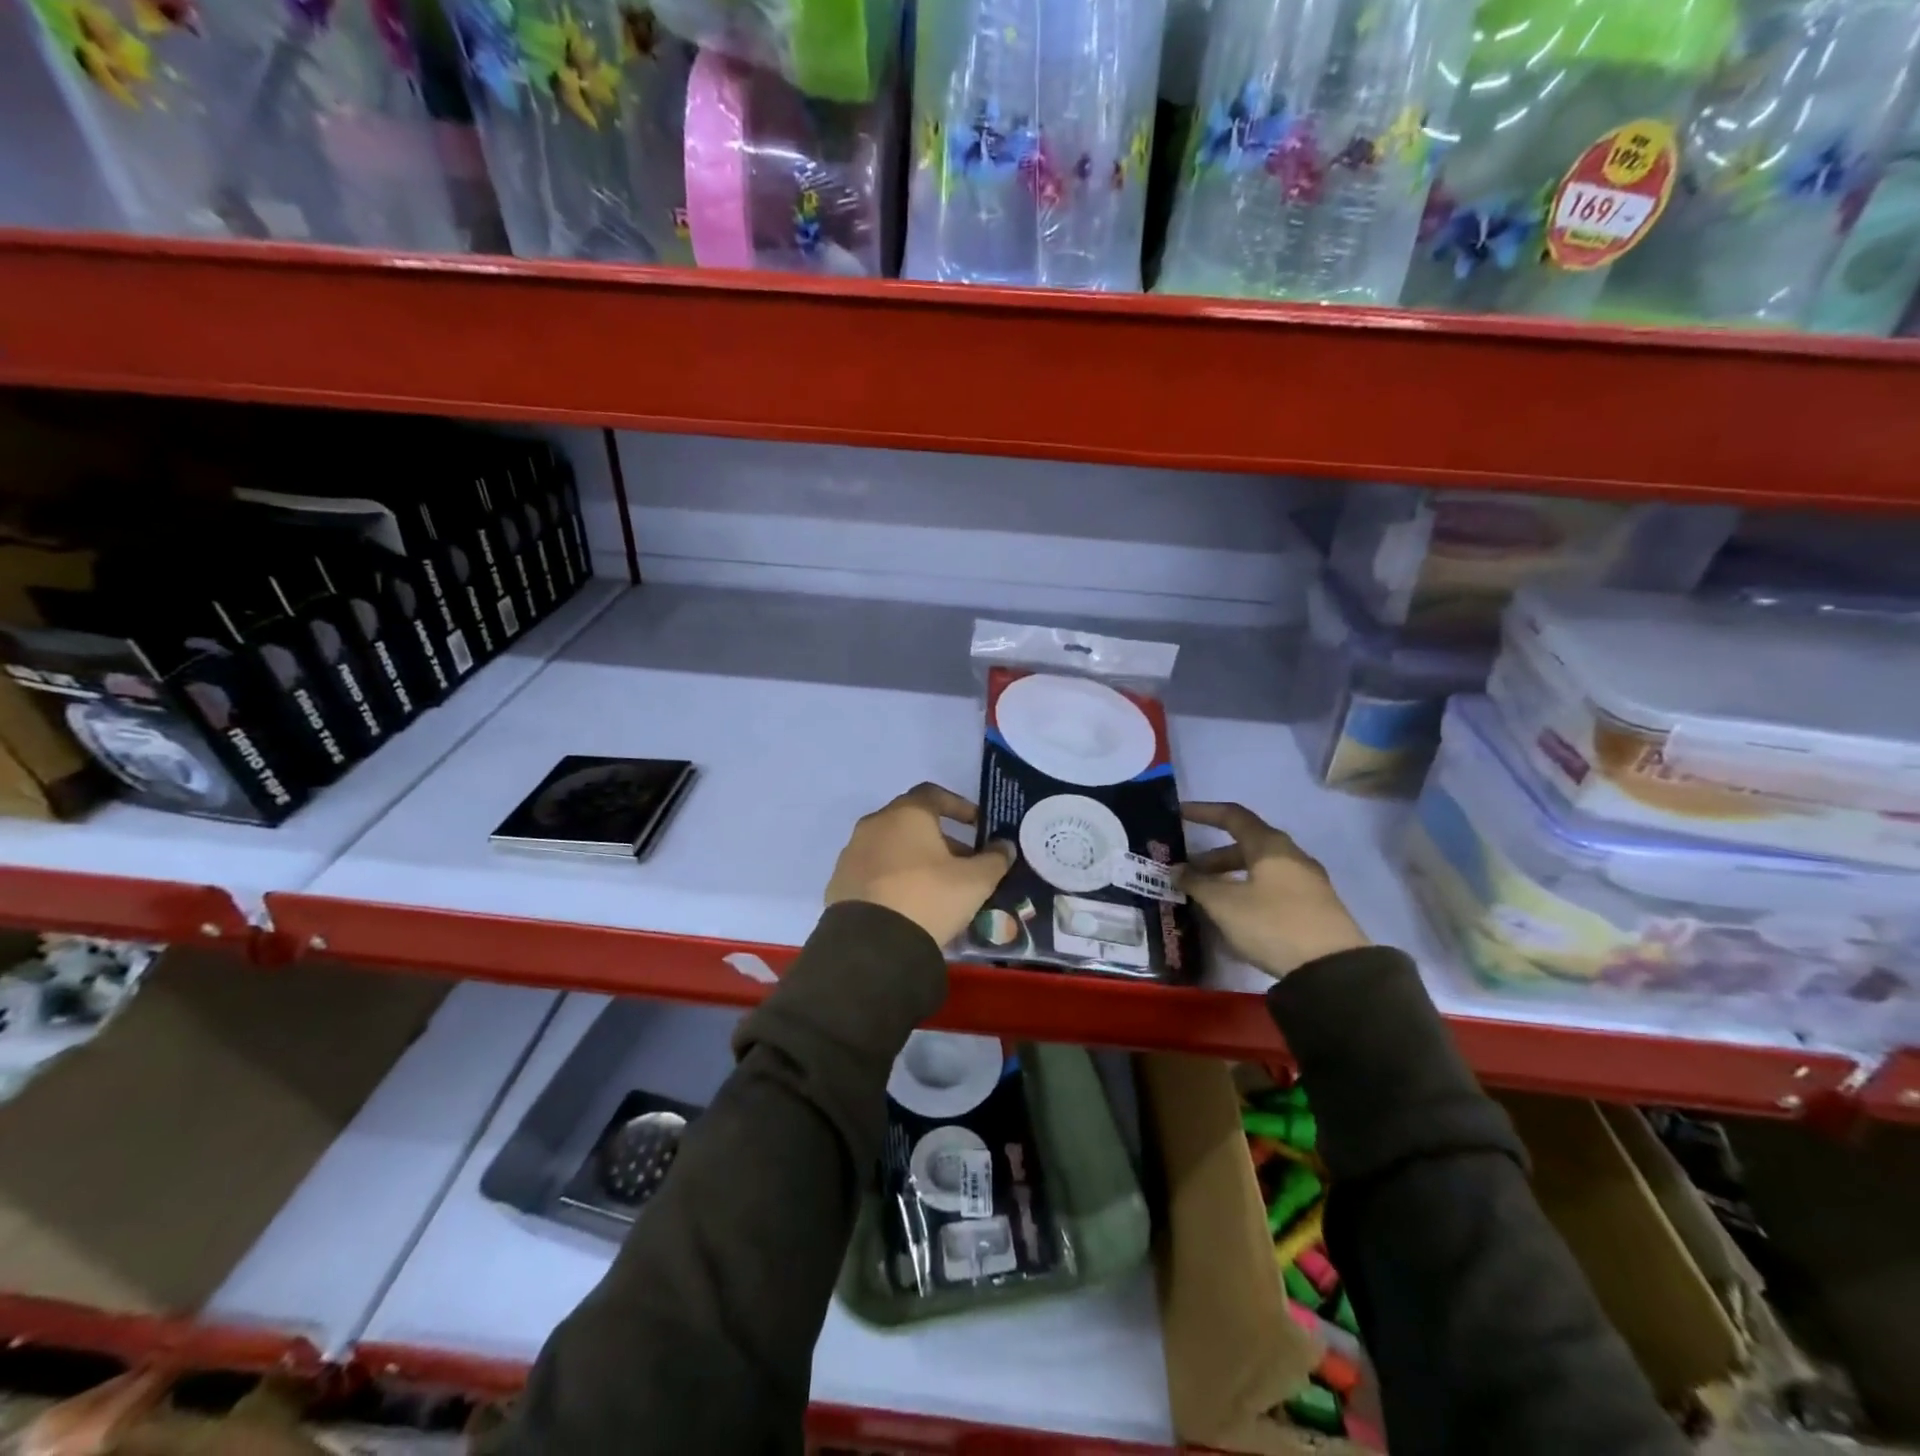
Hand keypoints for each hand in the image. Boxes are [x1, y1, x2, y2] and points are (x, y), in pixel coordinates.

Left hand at [826, 783, 1014, 945]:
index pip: (934, 794)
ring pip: (891, 847)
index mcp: (906, 814)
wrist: (871, 945)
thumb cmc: (928, 898)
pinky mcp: (839, 883)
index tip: (977, 825)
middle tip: (964, 862)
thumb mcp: (975, 881)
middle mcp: (874, 825)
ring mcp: (852, 854)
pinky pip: (874, 872)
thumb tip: (1005, 846)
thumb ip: (994, 859)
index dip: (959, 806)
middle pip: (912, 822)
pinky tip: (909, 904)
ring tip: (938, 887)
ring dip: (915, 859)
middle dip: (941, 838)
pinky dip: (893, 879)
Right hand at [1179, 802, 1368, 977]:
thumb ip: (1197, 883)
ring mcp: (1307, 882)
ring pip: (1259, 869)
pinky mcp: (1314, 907)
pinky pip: (1272, 889)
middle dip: (1213, 857)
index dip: (1204, 812)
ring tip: (1207, 897)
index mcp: (1270, 846)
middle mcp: (1291, 856)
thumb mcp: (1225, 904)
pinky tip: (1235, 915)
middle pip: (1246, 845)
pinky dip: (1248, 892)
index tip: (1179, 814)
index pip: (1233, 816)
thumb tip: (1176, 870)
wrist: (1333, 969)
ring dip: (1230, 877)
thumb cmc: (1272, 923)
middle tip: (1187, 872)